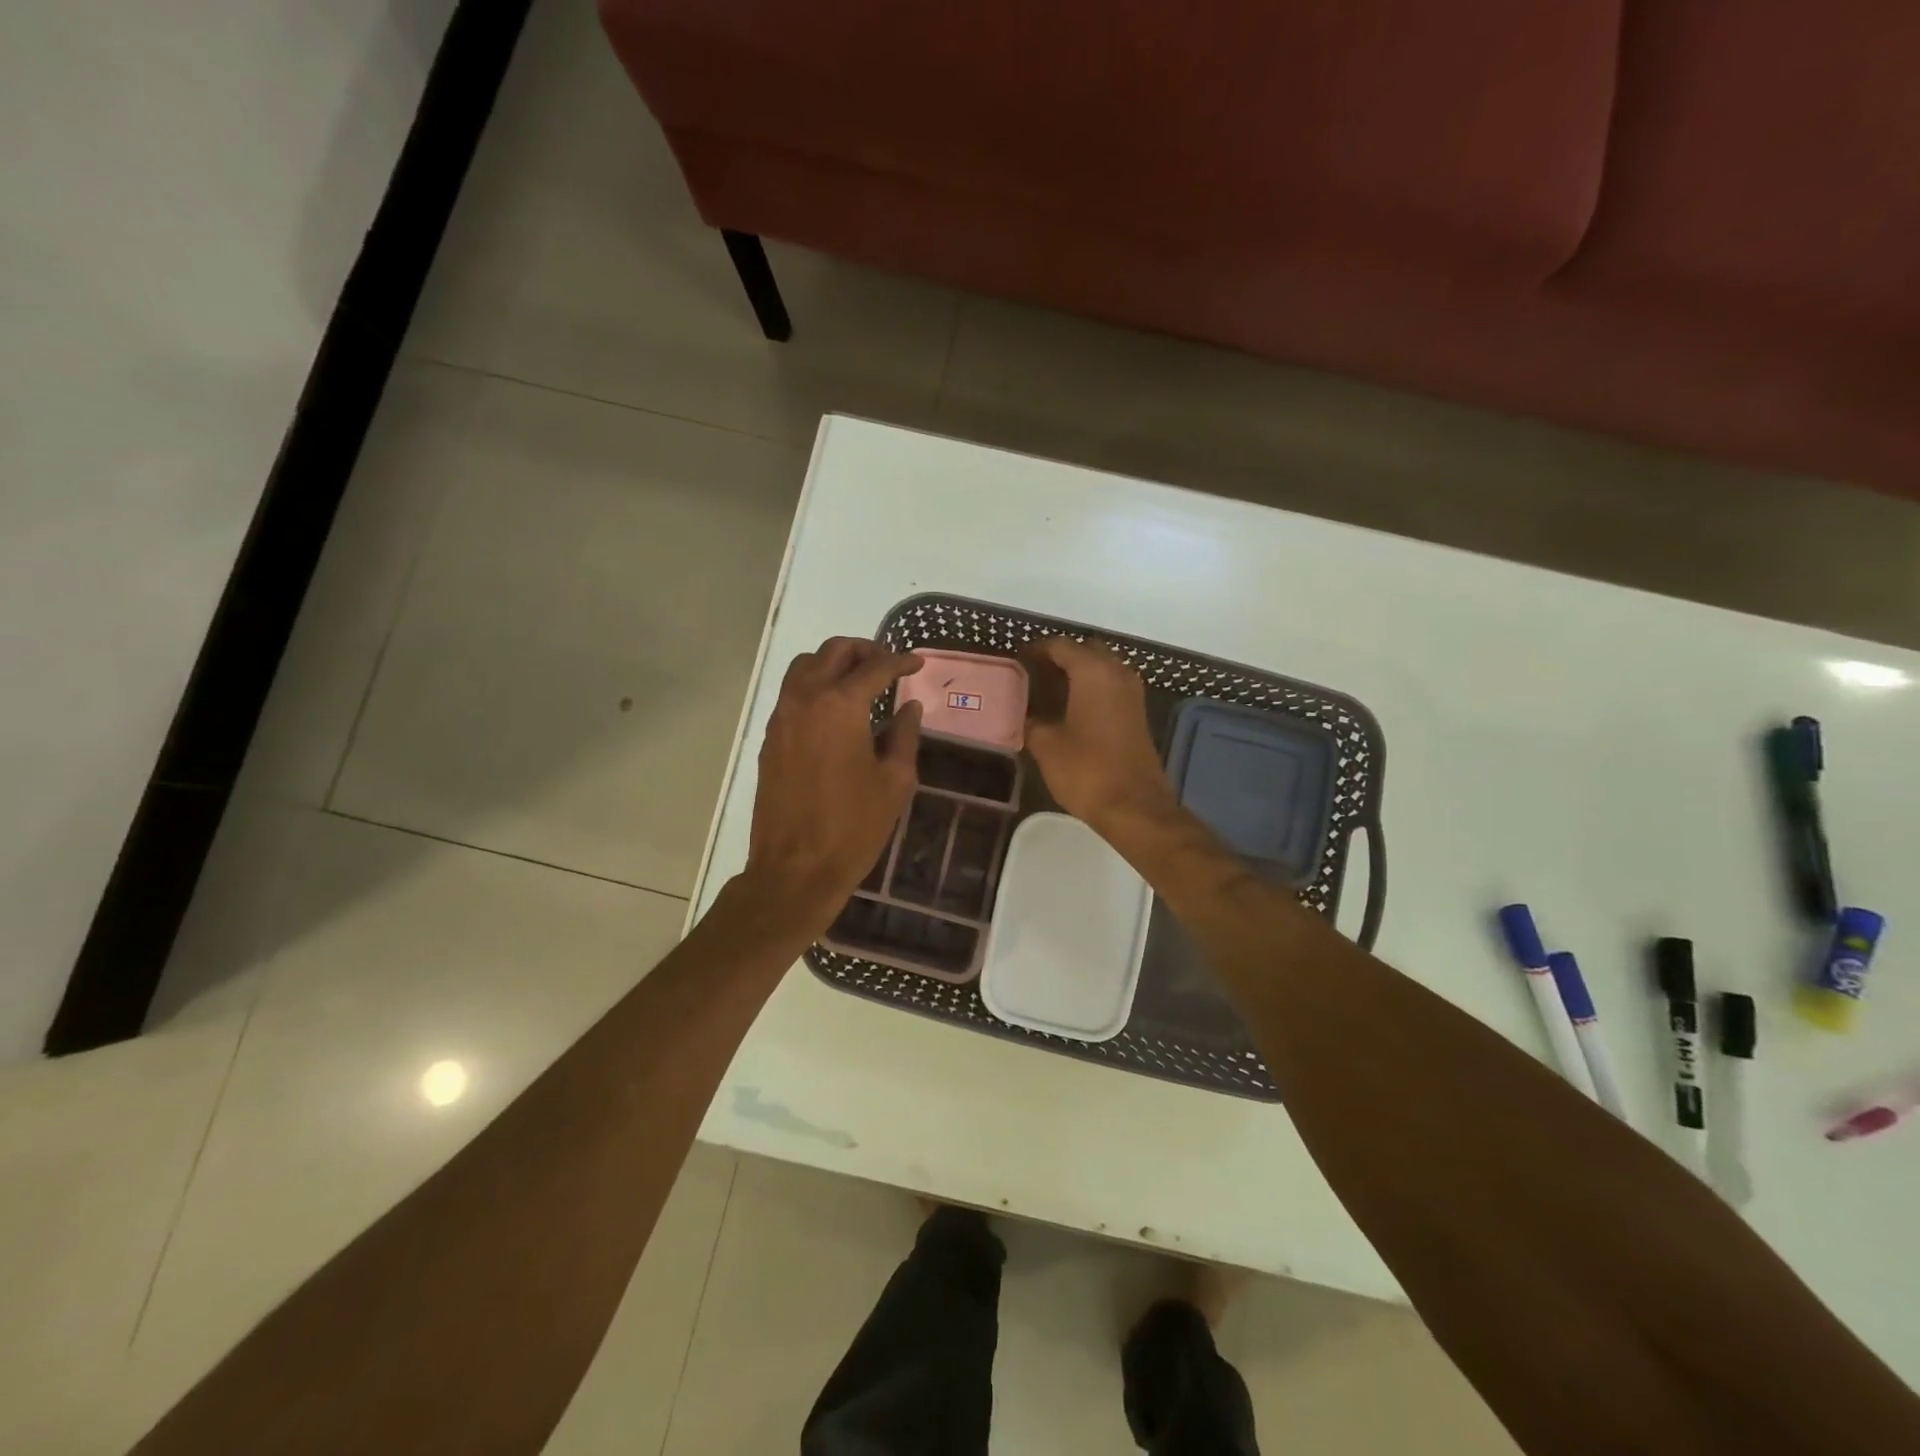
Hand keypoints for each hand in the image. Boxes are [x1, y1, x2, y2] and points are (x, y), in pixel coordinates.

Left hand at [743, 638, 923, 934]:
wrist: (795, 868)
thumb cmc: (854, 827)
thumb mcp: (895, 781)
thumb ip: (904, 735)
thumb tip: (909, 707)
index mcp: (841, 706)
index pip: (875, 667)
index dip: (900, 661)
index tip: (917, 663)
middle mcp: (806, 699)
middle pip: (833, 652)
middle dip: (864, 650)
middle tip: (888, 664)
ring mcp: (782, 717)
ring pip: (805, 666)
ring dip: (834, 663)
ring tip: (859, 680)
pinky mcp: (770, 737)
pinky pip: (792, 693)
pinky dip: (814, 685)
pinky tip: (835, 710)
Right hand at [1021, 637, 1178, 835]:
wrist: (1134, 806)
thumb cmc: (1086, 771)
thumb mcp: (1046, 745)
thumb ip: (1031, 721)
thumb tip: (1025, 714)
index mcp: (1093, 672)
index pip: (1060, 646)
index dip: (1036, 651)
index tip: (1016, 661)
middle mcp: (1116, 672)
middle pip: (1085, 651)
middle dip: (1059, 659)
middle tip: (1032, 675)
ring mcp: (1131, 693)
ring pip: (1100, 668)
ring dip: (1077, 674)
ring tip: (1047, 692)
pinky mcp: (1136, 713)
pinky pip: (1110, 687)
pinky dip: (1090, 690)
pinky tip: (1068, 710)